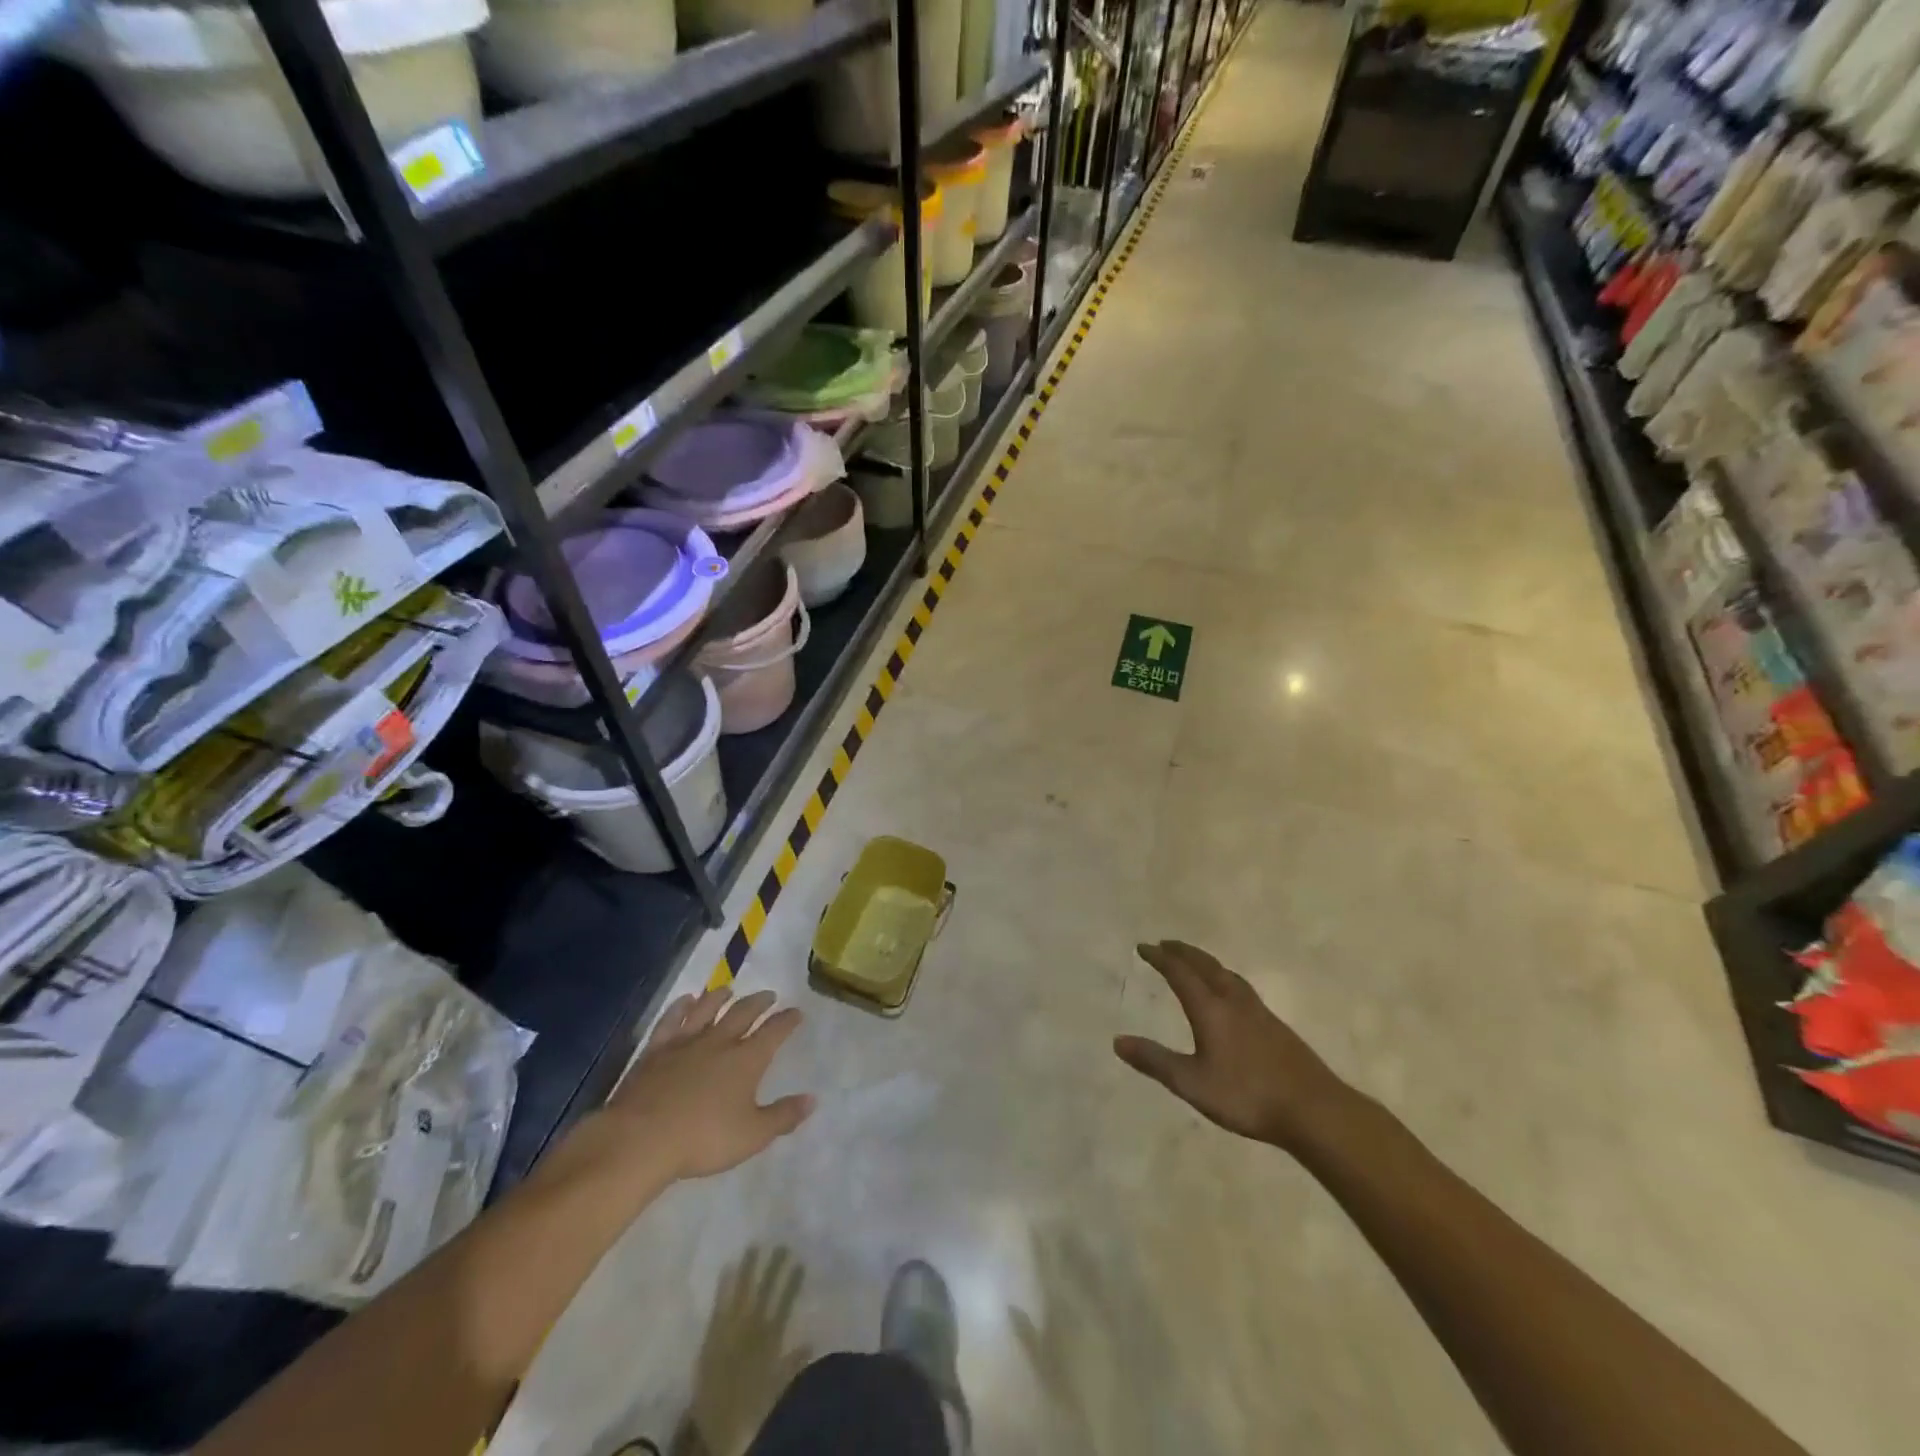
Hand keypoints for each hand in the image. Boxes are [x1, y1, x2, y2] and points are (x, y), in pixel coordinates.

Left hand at [555, 985, 815, 1201]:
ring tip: (728, 990)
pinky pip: (671, 1020)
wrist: (641, 1139)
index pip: (774, 1031)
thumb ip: (783, 1116)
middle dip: (759, 1002)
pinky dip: (680, 1007)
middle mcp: (719, 1042)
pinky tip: (685, 1000)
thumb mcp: (752, 1135)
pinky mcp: (656, 1050)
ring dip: (719, 997)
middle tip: (769, 995)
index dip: (787, 1020)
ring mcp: (685, 1042)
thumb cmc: (703, 1139)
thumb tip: (812, 1099)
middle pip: (743, 1013)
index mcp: (747, 1059)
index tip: (797, 1012)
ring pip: (707, 1009)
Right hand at [1113, 941, 1354, 1151]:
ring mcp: (1259, 1012)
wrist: (1314, 1110)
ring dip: (1206, 962)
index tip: (1143, 947)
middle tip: (1166, 943)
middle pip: (1206, 966)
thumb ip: (1155, 1061)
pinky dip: (1225, 978)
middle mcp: (1234, 1001)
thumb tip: (1118, 1041)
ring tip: (1196, 962)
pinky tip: (1231, 994)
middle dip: (1183, 952)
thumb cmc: (1247, 1095)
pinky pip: (1242, 988)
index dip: (1160, 958)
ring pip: (1227, 974)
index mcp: (1211, 1009)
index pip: (1180, 973)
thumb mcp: (1192, 1083)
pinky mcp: (1275, 1026)